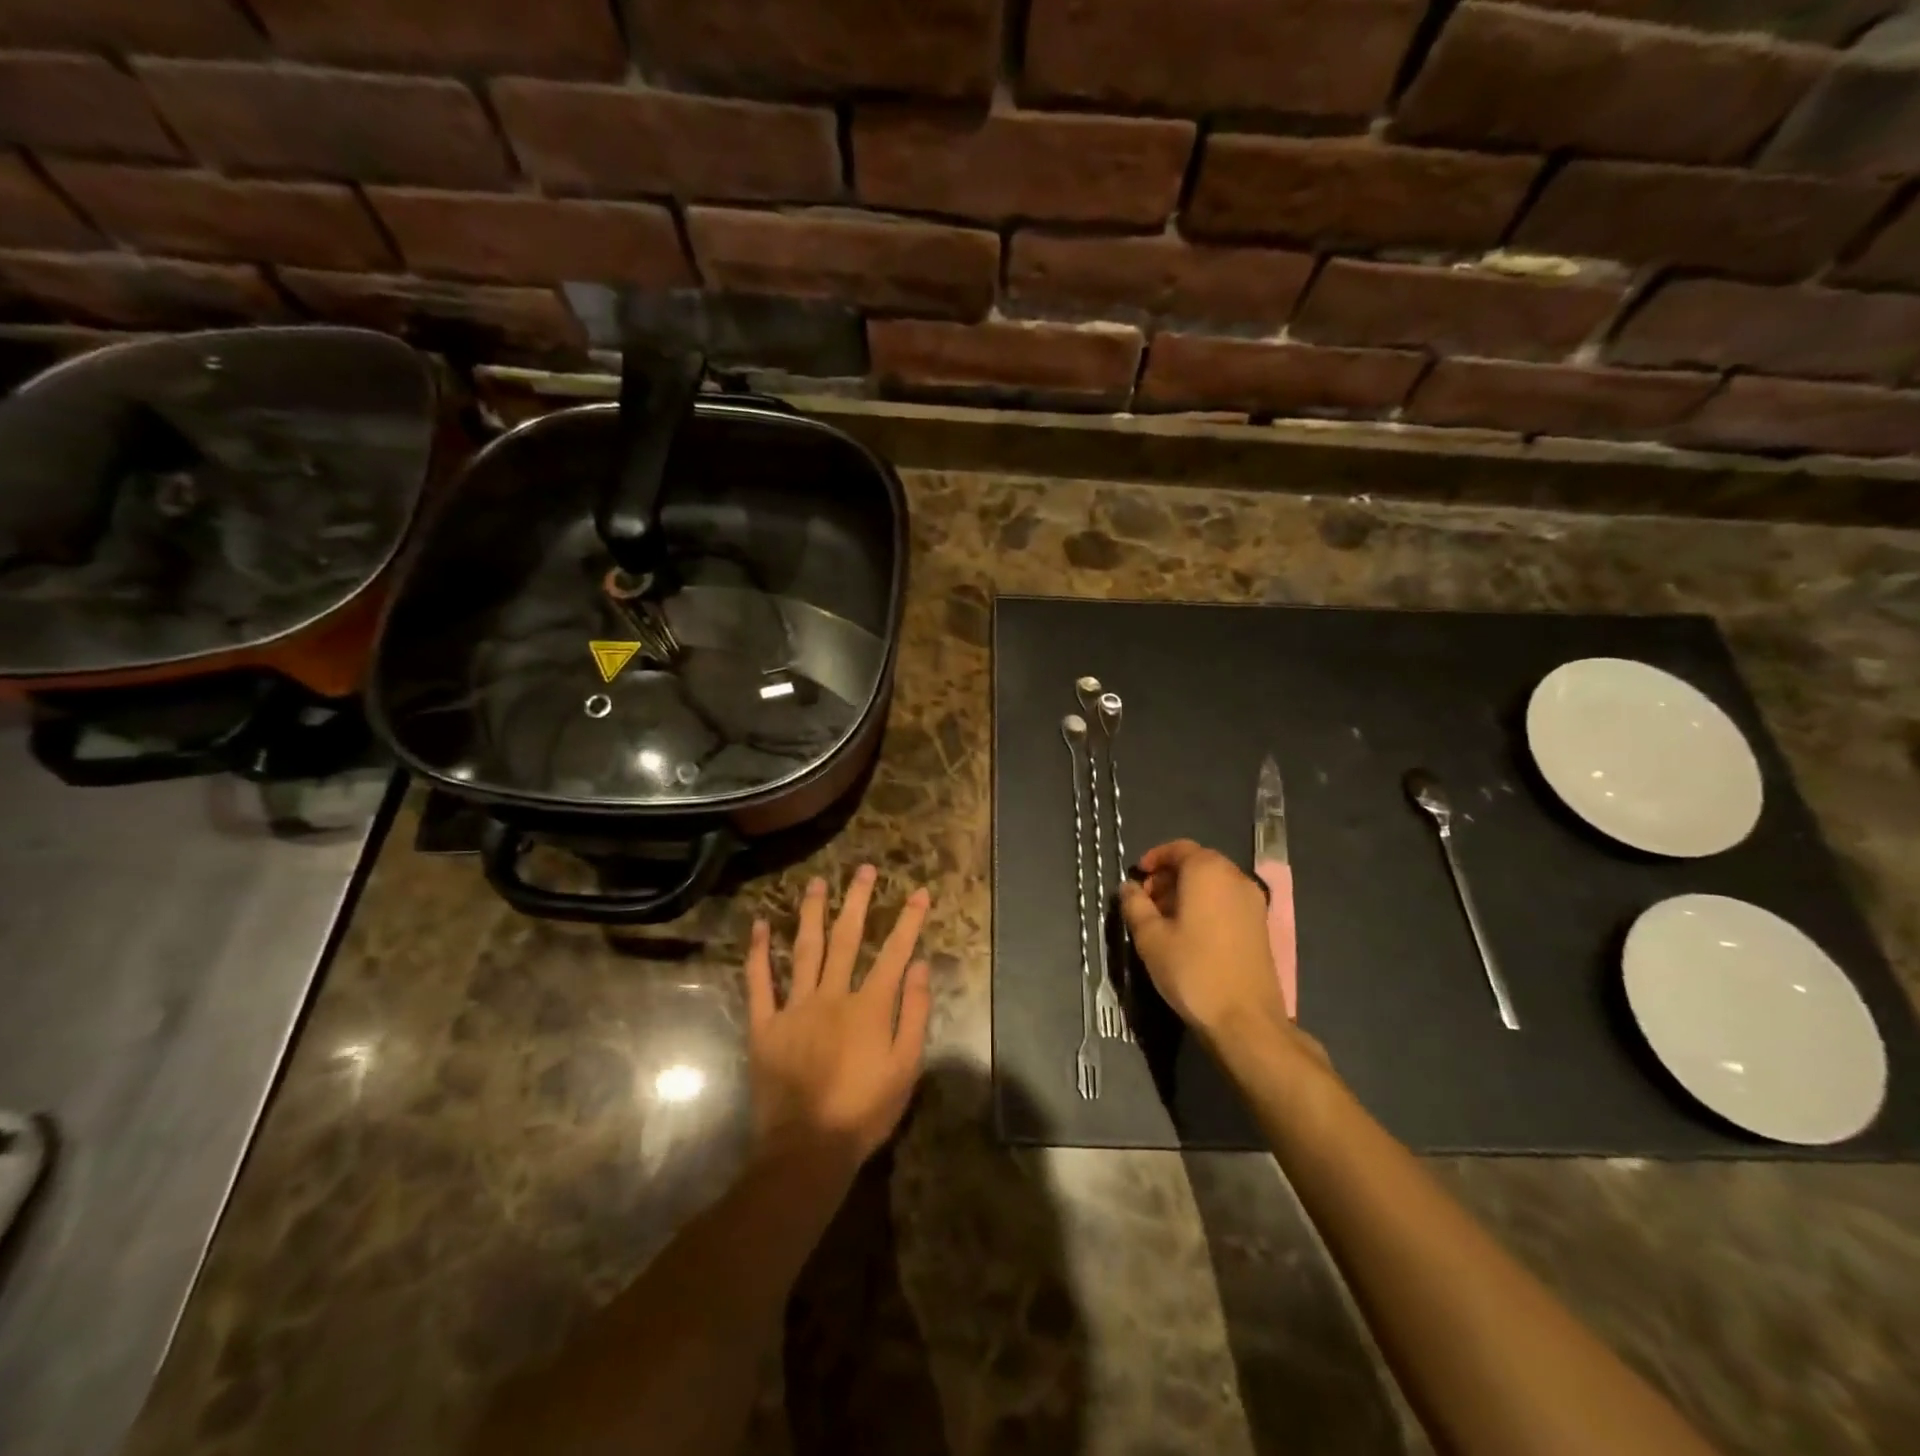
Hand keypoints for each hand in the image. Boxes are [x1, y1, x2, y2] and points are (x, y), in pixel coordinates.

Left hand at [746, 865, 932, 1180]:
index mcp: (869, 1006)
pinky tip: (759, 926)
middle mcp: (832, 995)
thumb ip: (915, 1013)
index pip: (895, 952)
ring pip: (805, 949)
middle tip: (864, 869)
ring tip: (816, 882)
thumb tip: (921, 966)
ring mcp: (795, 1006)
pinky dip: (759, 953)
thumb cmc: (864, 1111)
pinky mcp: (765, 1024)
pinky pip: (760, 982)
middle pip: (848, 938)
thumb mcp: (905, 1068)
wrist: (807, 1150)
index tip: (919, 891)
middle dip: (858, 901)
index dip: (909, 920)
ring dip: (812, 913)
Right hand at [1119, 839, 1292, 1043]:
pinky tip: (1189, 933)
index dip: (1155, 858)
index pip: (1179, 848)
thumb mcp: (1150, 937)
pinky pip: (1228, 901)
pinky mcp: (1260, 926)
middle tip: (1146, 900)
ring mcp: (1253, 902)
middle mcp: (1235, 878)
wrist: (1245, 1020)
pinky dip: (1206, 905)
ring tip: (1164, 919)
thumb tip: (1128, 887)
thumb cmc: (1192, 970)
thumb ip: (1135, 905)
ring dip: (1187, 891)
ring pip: (1214, 883)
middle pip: (1198, 863)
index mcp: (1207, 872)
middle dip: (1169, 876)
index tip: (1138, 876)